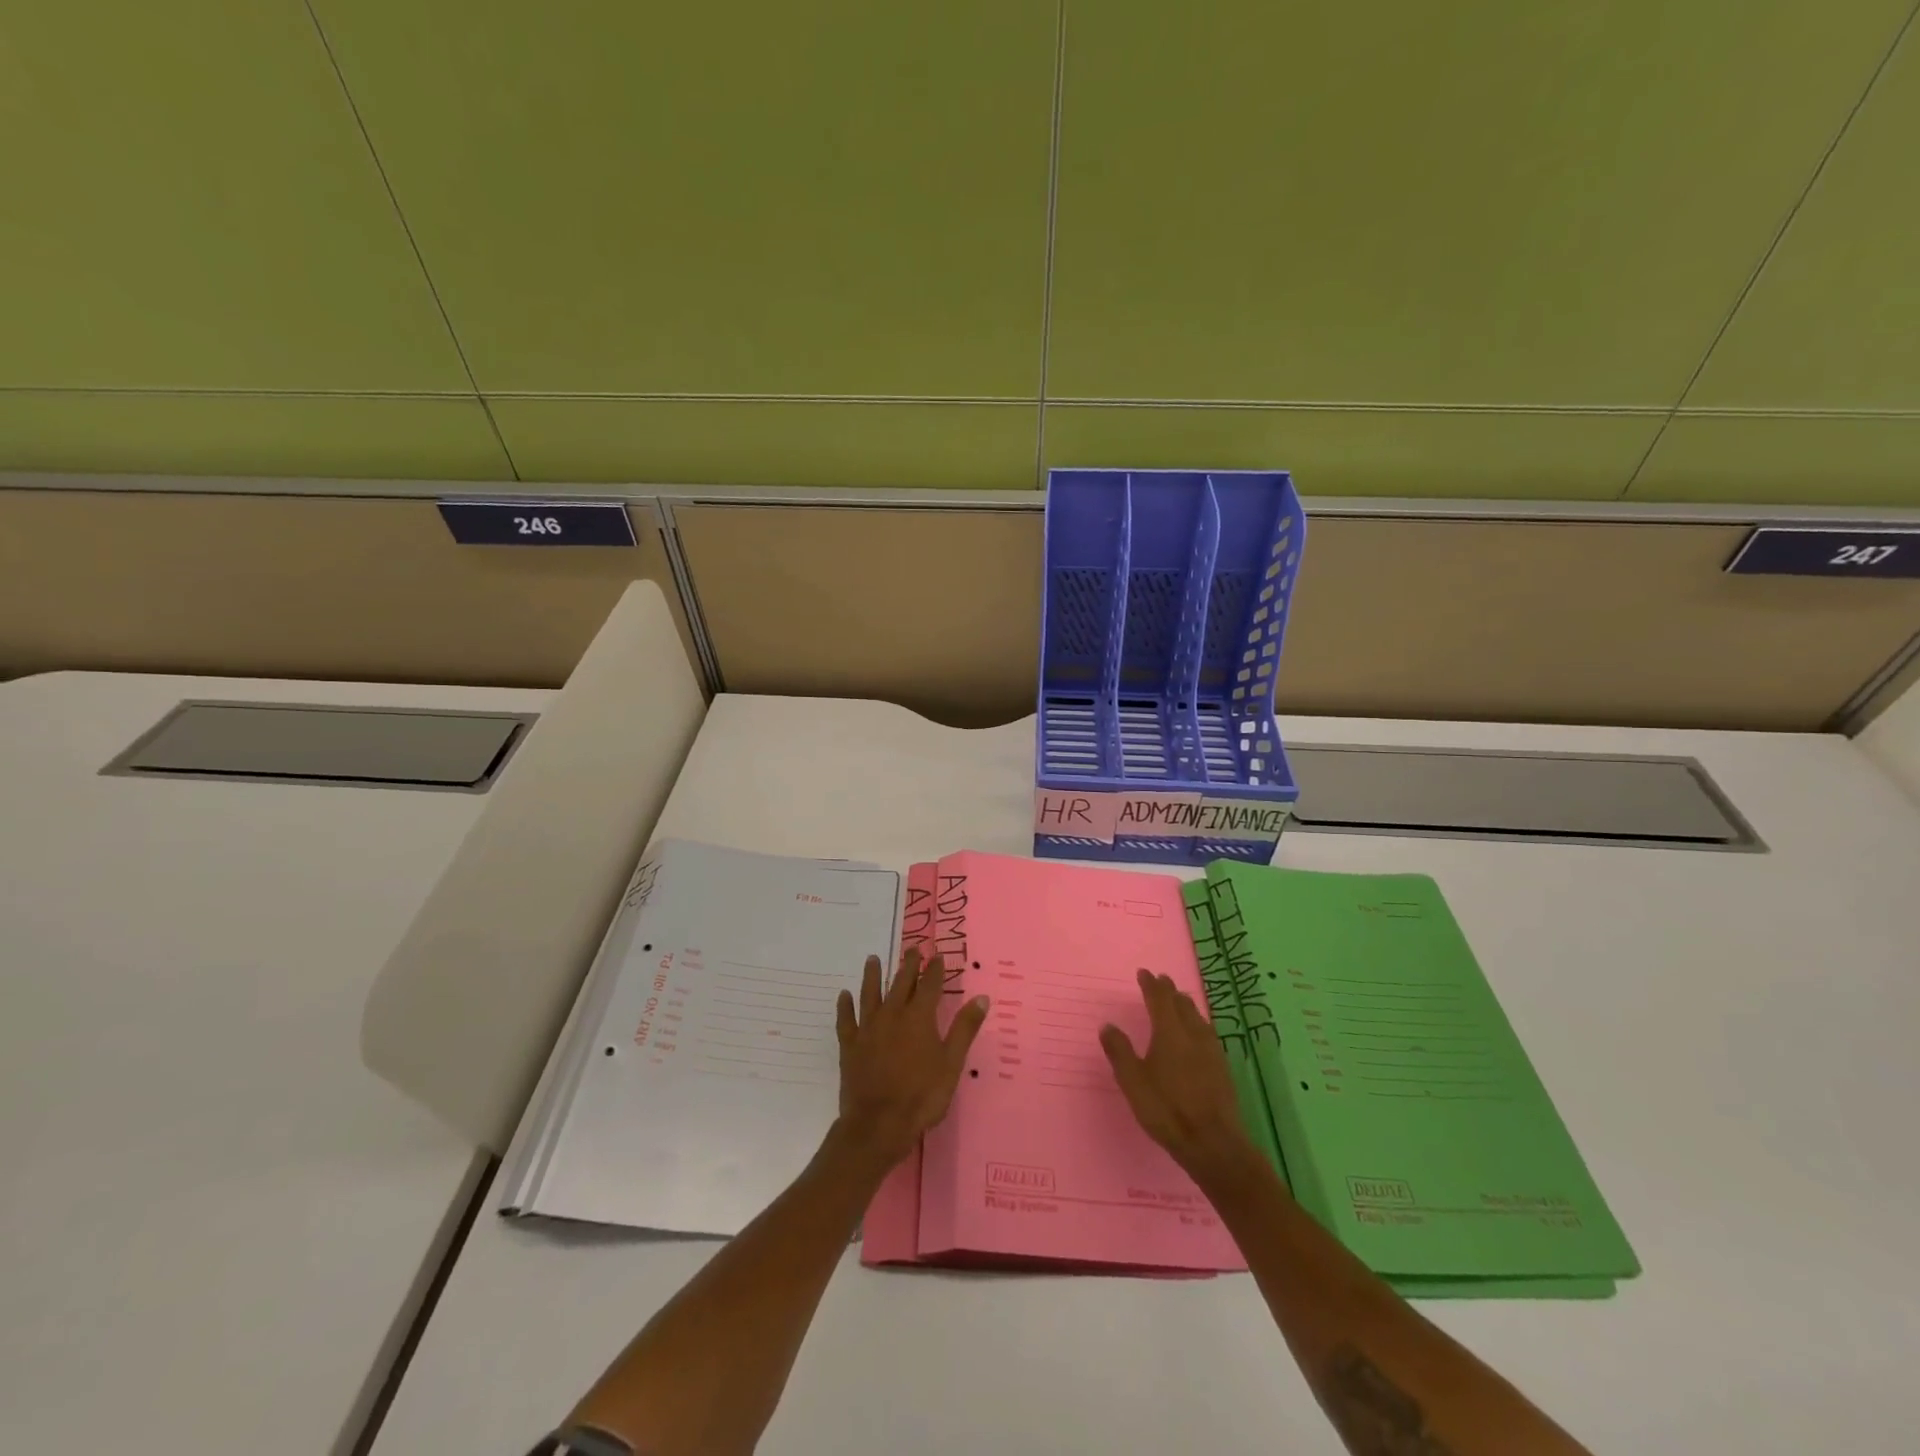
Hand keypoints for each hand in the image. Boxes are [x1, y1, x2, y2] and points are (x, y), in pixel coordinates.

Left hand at [834, 947, 988, 1171]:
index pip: (930, 986)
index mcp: (919, 1018)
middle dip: (909, 965)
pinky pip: (846, 1020)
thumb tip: (981, 998)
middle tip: (912, 949)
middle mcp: (892, 1015)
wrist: (878, 1124)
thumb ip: (965, 1029)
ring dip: (873, 975)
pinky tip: (844, 996)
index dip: (935, 970)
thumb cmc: (921, 1096)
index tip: (938, 956)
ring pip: (870, 994)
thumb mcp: (951, 1064)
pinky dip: (845, 1006)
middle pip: (901, 983)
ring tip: (874, 959)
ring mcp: (868, 1028)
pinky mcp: (850, 1045)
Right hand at [1101, 969, 1259, 1189]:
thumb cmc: (1167, 1110)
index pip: (1159, 999)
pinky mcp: (1222, 1067)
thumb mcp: (1133, 1082)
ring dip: (1185, 1005)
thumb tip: (1108, 1025)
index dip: (1151, 984)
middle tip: (1161, 981)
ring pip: (1198, 1017)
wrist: (1214, 1143)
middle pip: (1182, 1004)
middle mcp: (1192, 1034)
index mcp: (1169, 1033)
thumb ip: (1119, 1051)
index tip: (1144, 973)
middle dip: (1169, 990)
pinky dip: (1197, 1023)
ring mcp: (1211, 1050)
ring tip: (1179, 1000)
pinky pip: (1207, 1032)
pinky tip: (1198, 1033)